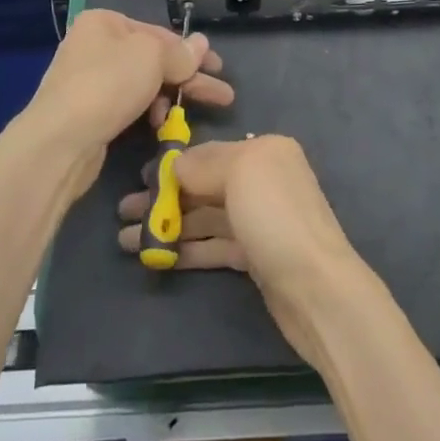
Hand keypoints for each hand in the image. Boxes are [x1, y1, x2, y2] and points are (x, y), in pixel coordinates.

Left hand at [19, 10, 232, 182]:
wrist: (61, 140)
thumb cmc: (109, 84)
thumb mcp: (153, 57)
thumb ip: (180, 53)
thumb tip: (201, 43)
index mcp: (104, 23)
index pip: (158, 33)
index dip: (191, 51)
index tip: (218, 68)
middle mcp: (94, 47)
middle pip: (152, 60)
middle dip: (188, 78)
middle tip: (222, 96)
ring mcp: (89, 81)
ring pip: (142, 85)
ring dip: (169, 98)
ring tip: (190, 116)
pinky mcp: (89, 114)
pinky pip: (128, 107)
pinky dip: (148, 113)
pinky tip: (162, 126)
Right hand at [116, 136, 368, 364]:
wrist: (317, 289)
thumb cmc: (276, 218)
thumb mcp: (239, 173)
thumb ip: (203, 164)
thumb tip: (175, 165)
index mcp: (265, 151)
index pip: (209, 153)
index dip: (173, 166)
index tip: (138, 179)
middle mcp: (263, 180)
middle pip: (205, 185)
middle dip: (164, 197)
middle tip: (122, 213)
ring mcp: (259, 220)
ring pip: (205, 218)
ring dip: (168, 226)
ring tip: (125, 241)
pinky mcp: (255, 257)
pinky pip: (213, 245)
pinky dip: (186, 249)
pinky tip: (155, 258)